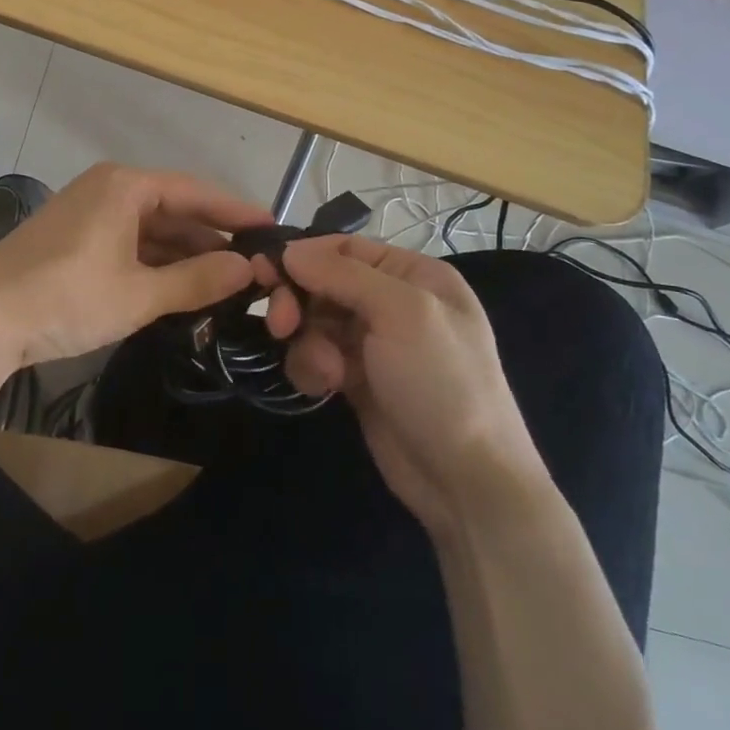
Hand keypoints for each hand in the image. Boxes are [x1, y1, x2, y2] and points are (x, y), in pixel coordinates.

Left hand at [0, 163, 270, 370]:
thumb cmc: (65, 297)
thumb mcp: (139, 294)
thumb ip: (197, 280)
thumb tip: (248, 269)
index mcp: (125, 186)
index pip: (195, 192)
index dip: (236, 212)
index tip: (274, 230)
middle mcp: (108, 190)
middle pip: (174, 209)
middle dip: (212, 239)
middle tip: (256, 266)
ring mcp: (88, 215)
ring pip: (151, 231)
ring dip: (185, 255)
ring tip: (228, 282)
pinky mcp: (74, 241)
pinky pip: (129, 245)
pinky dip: (156, 265)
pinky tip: (181, 288)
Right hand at [261, 237, 547, 530]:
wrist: (464, 481)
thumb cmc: (441, 382)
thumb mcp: (402, 313)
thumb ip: (343, 274)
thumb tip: (289, 250)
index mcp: (414, 275)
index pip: (346, 247)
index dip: (305, 255)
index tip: (265, 271)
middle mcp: (393, 302)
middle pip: (323, 283)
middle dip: (299, 302)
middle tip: (280, 326)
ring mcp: (374, 343)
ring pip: (314, 321)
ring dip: (308, 343)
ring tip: (325, 372)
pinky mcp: (356, 378)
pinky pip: (316, 356)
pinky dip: (313, 368)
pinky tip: (326, 387)